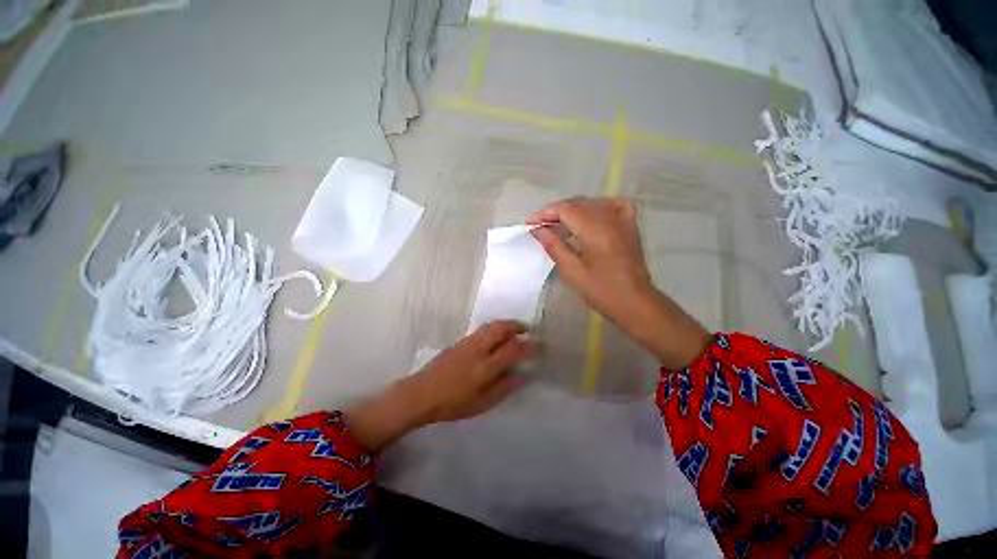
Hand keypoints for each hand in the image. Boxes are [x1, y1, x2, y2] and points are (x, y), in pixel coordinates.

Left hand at [344, 321, 529, 452]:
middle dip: (516, 326)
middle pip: (500, 329)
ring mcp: (468, 343)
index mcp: (485, 367)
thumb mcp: (482, 403)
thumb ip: (504, 388)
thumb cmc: (453, 404)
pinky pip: (482, 330)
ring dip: (505, 324)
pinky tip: (496, 335)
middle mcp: (478, 350)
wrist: (421, 394)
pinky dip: (494, 327)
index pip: (512, 350)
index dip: (527, 347)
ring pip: (490, 326)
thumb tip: (523, 376)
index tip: (536, 346)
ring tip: (514, 329)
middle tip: (527, 329)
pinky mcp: (460, 342)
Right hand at [527, 197, 653, 326]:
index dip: (545, 213)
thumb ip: (555, 246)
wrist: (635, 302)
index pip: (566, 209)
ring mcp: (623, 221)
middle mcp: (610, 219)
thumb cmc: (602, 291)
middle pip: (577, 203)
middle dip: (555, 211)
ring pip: (593, 203)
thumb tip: (538, 229)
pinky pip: (614, 205)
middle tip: (540, 225)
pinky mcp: (630, 226)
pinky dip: (598, 205)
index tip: (530, 223)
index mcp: (595, 230)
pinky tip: (591, 214)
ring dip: (572, 209)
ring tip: (558, 222)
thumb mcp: (572, 272)